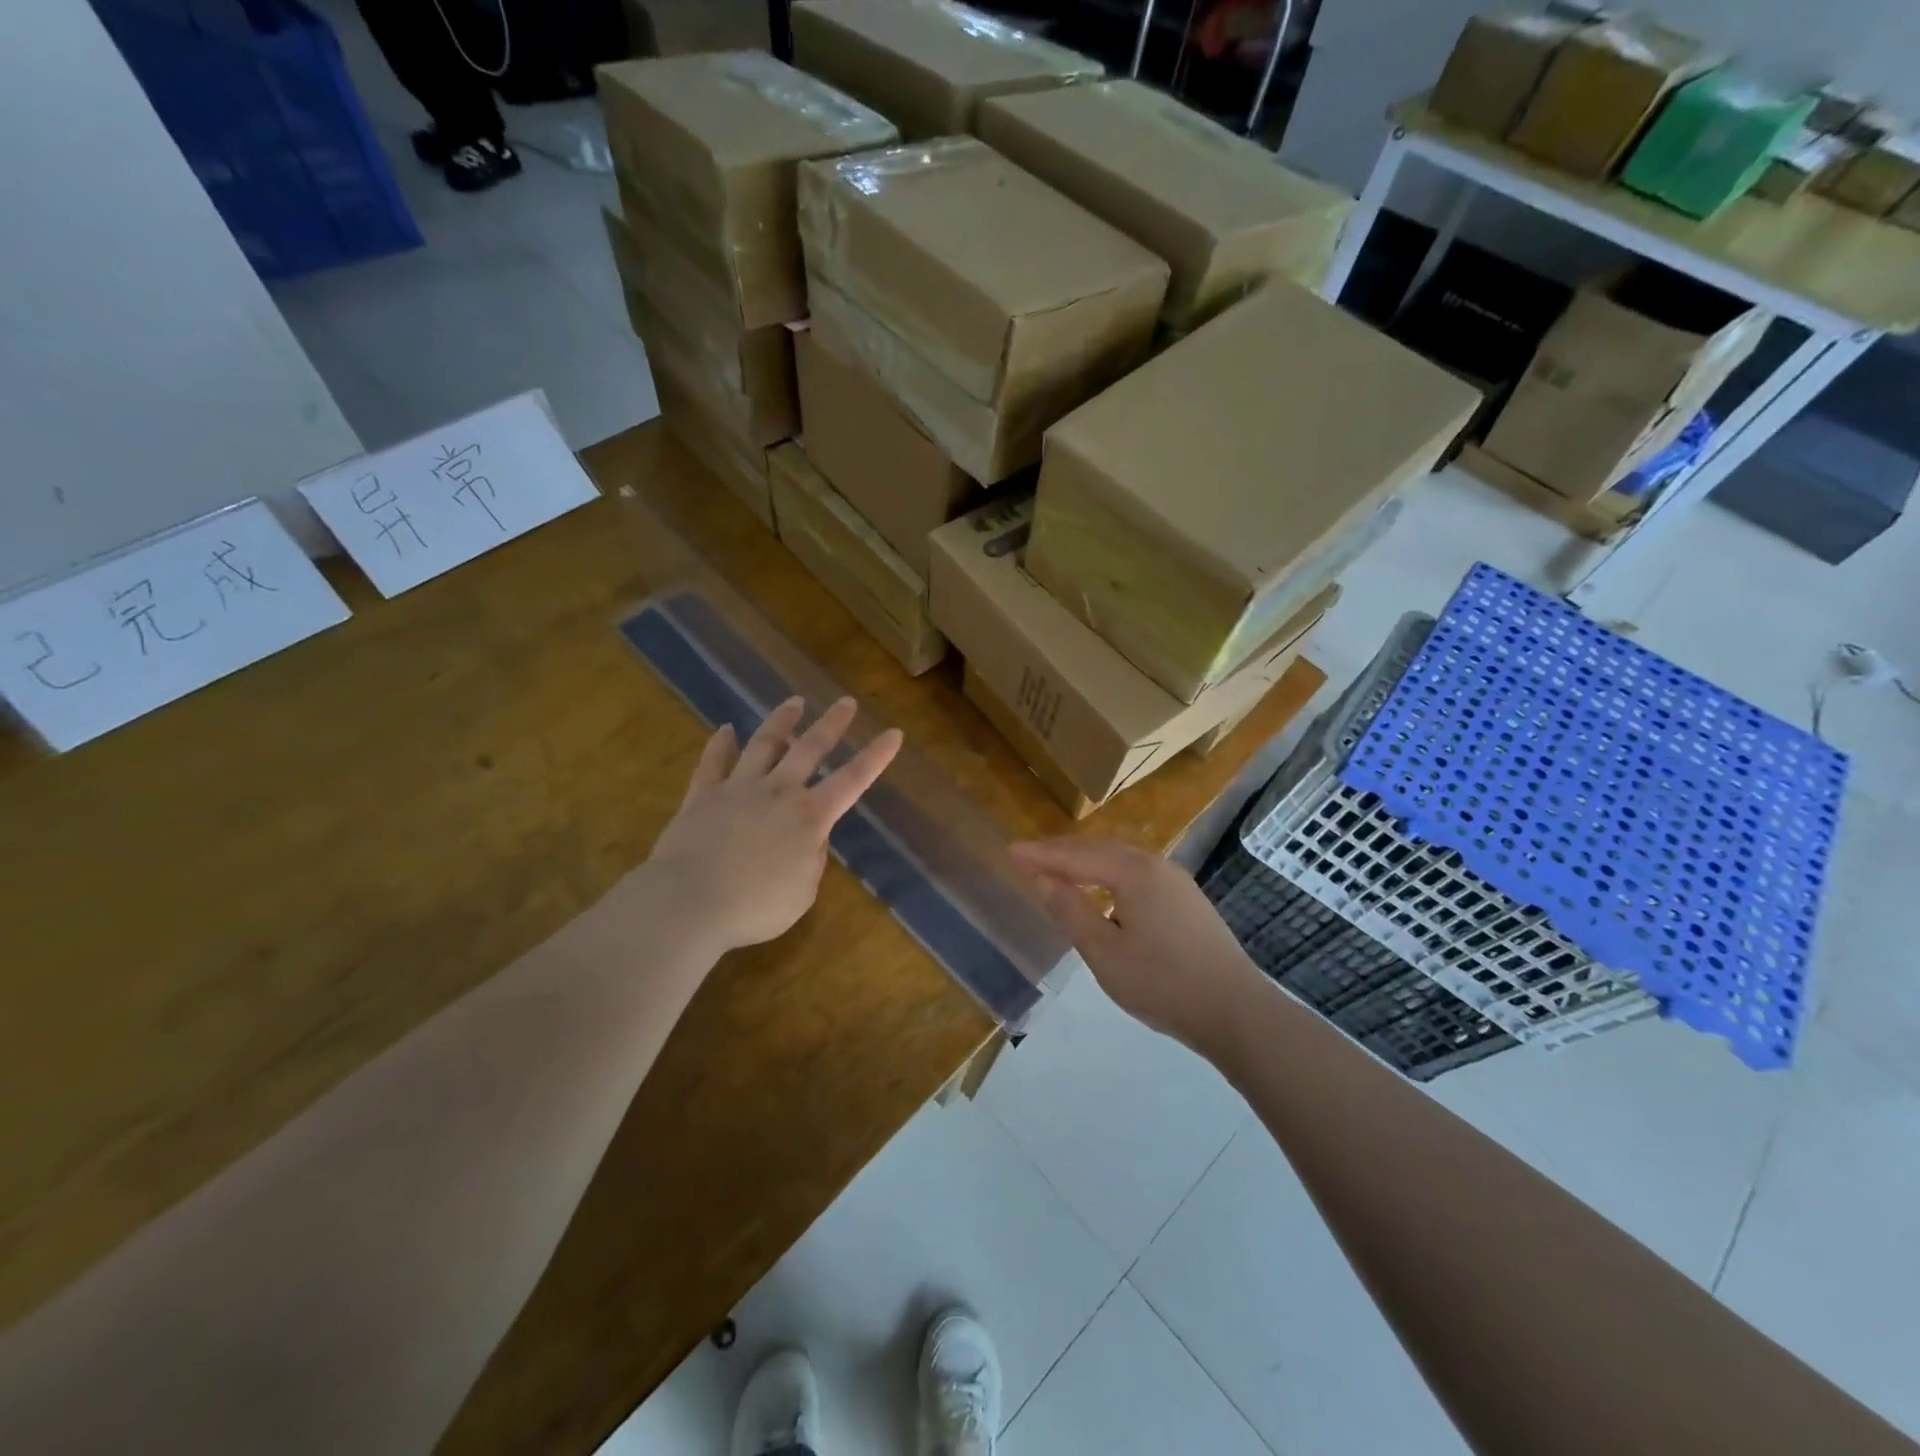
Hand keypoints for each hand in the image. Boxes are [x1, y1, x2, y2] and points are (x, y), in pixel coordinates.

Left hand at [646, 696, 901, 954]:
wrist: (689, 903)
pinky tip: (725, 730)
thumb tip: (809, 838)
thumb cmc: (755, 907)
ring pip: (764, 744)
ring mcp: (738, 789)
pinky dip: (720, 744)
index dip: (876, 756)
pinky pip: (713, 763)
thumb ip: (812, 859)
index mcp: (810, 817)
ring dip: (782, 721)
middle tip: (846, 702)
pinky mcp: (702, 795)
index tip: (894, 732)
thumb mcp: (803, 892)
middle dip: (832, 724)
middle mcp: (778, 792)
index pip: (853, 780)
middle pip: (810, 748)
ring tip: (794, 702)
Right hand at [1009, 837, 1266, 1055]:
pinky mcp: (1187, 900)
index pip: (1076, 856)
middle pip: (1099, 849)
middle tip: (1029, 858)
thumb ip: (1071, 911)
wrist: (1236, 1011)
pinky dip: (1109, 875)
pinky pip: (1137, 874)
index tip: (1010, 851)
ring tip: (1058, 871)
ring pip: (1121, 860)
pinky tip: (1102, 892)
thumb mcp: (1104, 952)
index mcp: (1133, 872)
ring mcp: (1177, 881)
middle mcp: (1156, 865)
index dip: (1041, 855)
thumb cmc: (1162, 983)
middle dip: (1062, 852)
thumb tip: (1045, 879)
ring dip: (1086, 862)